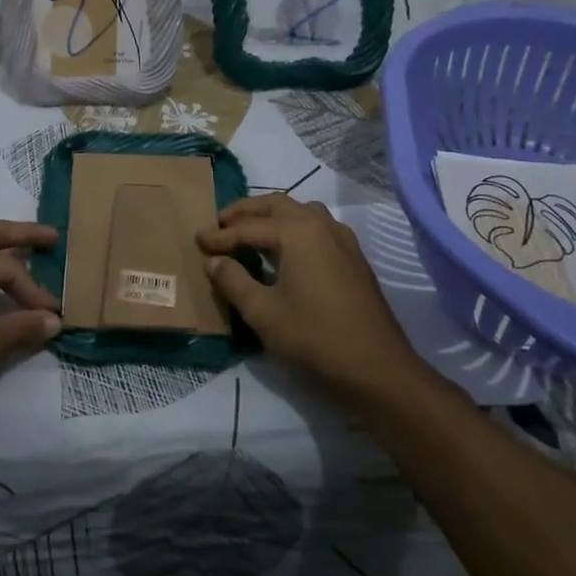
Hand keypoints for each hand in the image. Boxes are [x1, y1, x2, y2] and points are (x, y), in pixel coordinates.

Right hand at [198, 195, 417, 392]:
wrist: (378, 370)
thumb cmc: (314, 338)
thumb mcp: (262, 312)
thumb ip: (233, 281)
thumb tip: (214, 261)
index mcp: (297, 232)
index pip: (249, 227)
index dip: (220, 235)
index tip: (197, 241)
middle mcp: (321, 225)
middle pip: (276, 205)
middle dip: (245, 213)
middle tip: (219, 225)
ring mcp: (343, 240)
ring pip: (300, 213)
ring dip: (271, 217)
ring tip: (249, 233)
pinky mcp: (353, 259)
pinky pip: (316, 228)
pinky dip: (292, 229)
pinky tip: (283, 252)